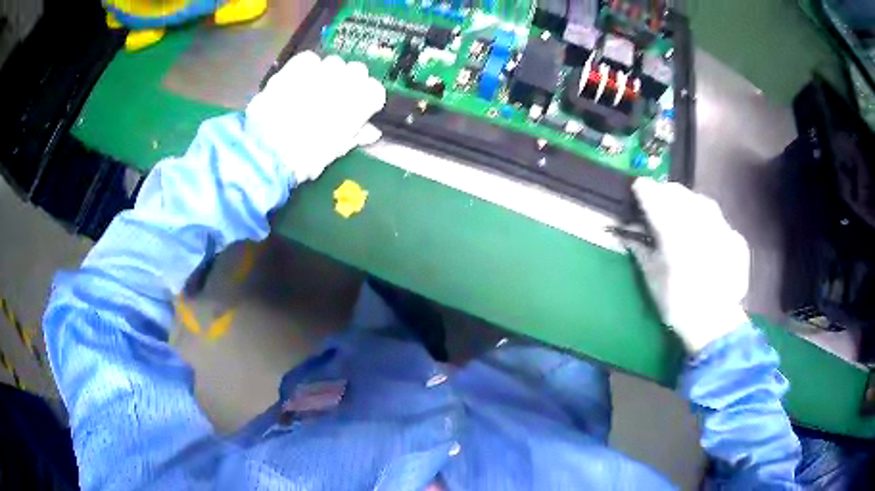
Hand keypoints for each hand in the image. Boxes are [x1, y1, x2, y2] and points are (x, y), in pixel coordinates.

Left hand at [245, 51, 386, 183]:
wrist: (267, 149)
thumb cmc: (306, 158)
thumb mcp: (336, 151)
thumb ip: (356, 135)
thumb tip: (372, 132)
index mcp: (362, 103)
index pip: (375, 91)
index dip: (364, 101)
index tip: (355, 111)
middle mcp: (348, 80)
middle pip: (357, 71)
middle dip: (348, 83)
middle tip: (332, 100)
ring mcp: (323, 69)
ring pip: (334, 63)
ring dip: (327, 74)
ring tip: (311, 91)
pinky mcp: (299, 64)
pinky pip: (309, 59)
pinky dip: (306, 68)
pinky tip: (297, 82)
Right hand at [629, 179, 750, 352]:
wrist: (716, 325)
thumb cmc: (677, 304)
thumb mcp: (652, 279)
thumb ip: (641, 249)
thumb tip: (628, 232)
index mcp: (673, 229)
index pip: (654, 196)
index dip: (644, 189)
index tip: (637, 188)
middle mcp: (699, 220)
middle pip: (678, 192)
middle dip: (665, 193)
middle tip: (658, 202)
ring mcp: (721, 227)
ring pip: (701, 201)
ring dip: (687, 202)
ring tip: (682, 213)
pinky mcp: (736, 238)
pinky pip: (719, 219)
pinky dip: (708, 221)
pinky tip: (705, 236)